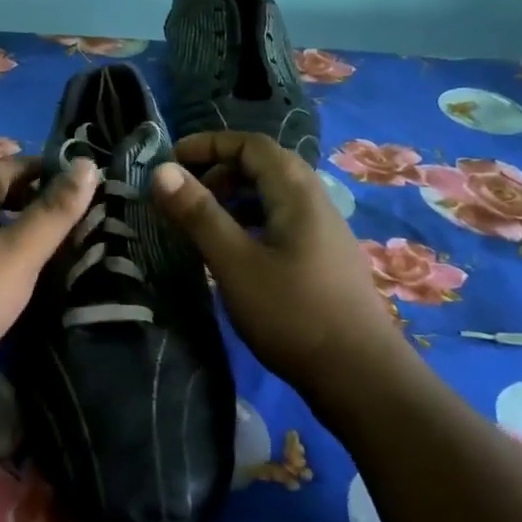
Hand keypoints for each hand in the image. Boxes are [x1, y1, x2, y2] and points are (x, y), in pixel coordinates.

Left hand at [0, 155, 100, 424]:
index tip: (83, 178)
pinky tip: (29, 291)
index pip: (6, 167)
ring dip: (22, 240)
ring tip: (66, 253)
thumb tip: (87, 163)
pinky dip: (7, 272)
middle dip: (36, 204)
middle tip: (82, 218)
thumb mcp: (15, 252)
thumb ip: (53, 212)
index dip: (43, 168)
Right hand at [151, 131, 405, 391]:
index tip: (171, 160)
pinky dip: (250, 221)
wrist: (360, 376)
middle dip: (219, 171)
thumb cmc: (292, 313)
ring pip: (273, 195)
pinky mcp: (324, 258)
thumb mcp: (234, 262)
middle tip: (185, 196)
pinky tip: (235, 252)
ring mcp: (324, 231)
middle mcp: (315, 201)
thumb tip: (162, 170)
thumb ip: (198, 214)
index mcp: (296, 192)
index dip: (209, 144)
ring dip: (234, 197)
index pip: (251, 145)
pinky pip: (281, 220)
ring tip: (203, 223)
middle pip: (264, 165)